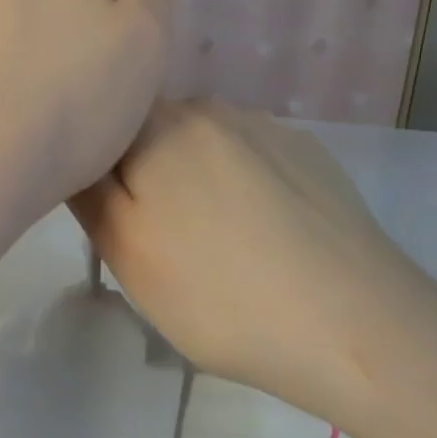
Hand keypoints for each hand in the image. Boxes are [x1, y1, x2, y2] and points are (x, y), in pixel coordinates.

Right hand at [71, 100, 436, 436]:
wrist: (358, 328)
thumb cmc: (219, 294)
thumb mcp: (125, 250)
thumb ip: (87, 189)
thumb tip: (79, 151)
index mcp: (160, 124)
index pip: (103, 126)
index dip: (97, 172)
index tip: (112, 223)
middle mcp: (214, 109)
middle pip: (152, 136)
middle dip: (145, 179)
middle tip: (159, 245)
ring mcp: (270, 130)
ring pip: (202, 151)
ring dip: (194, 186)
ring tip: (214, 249)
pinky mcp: (312, 157)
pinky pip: (252, 164)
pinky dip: (242, 193)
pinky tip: (263, 243)